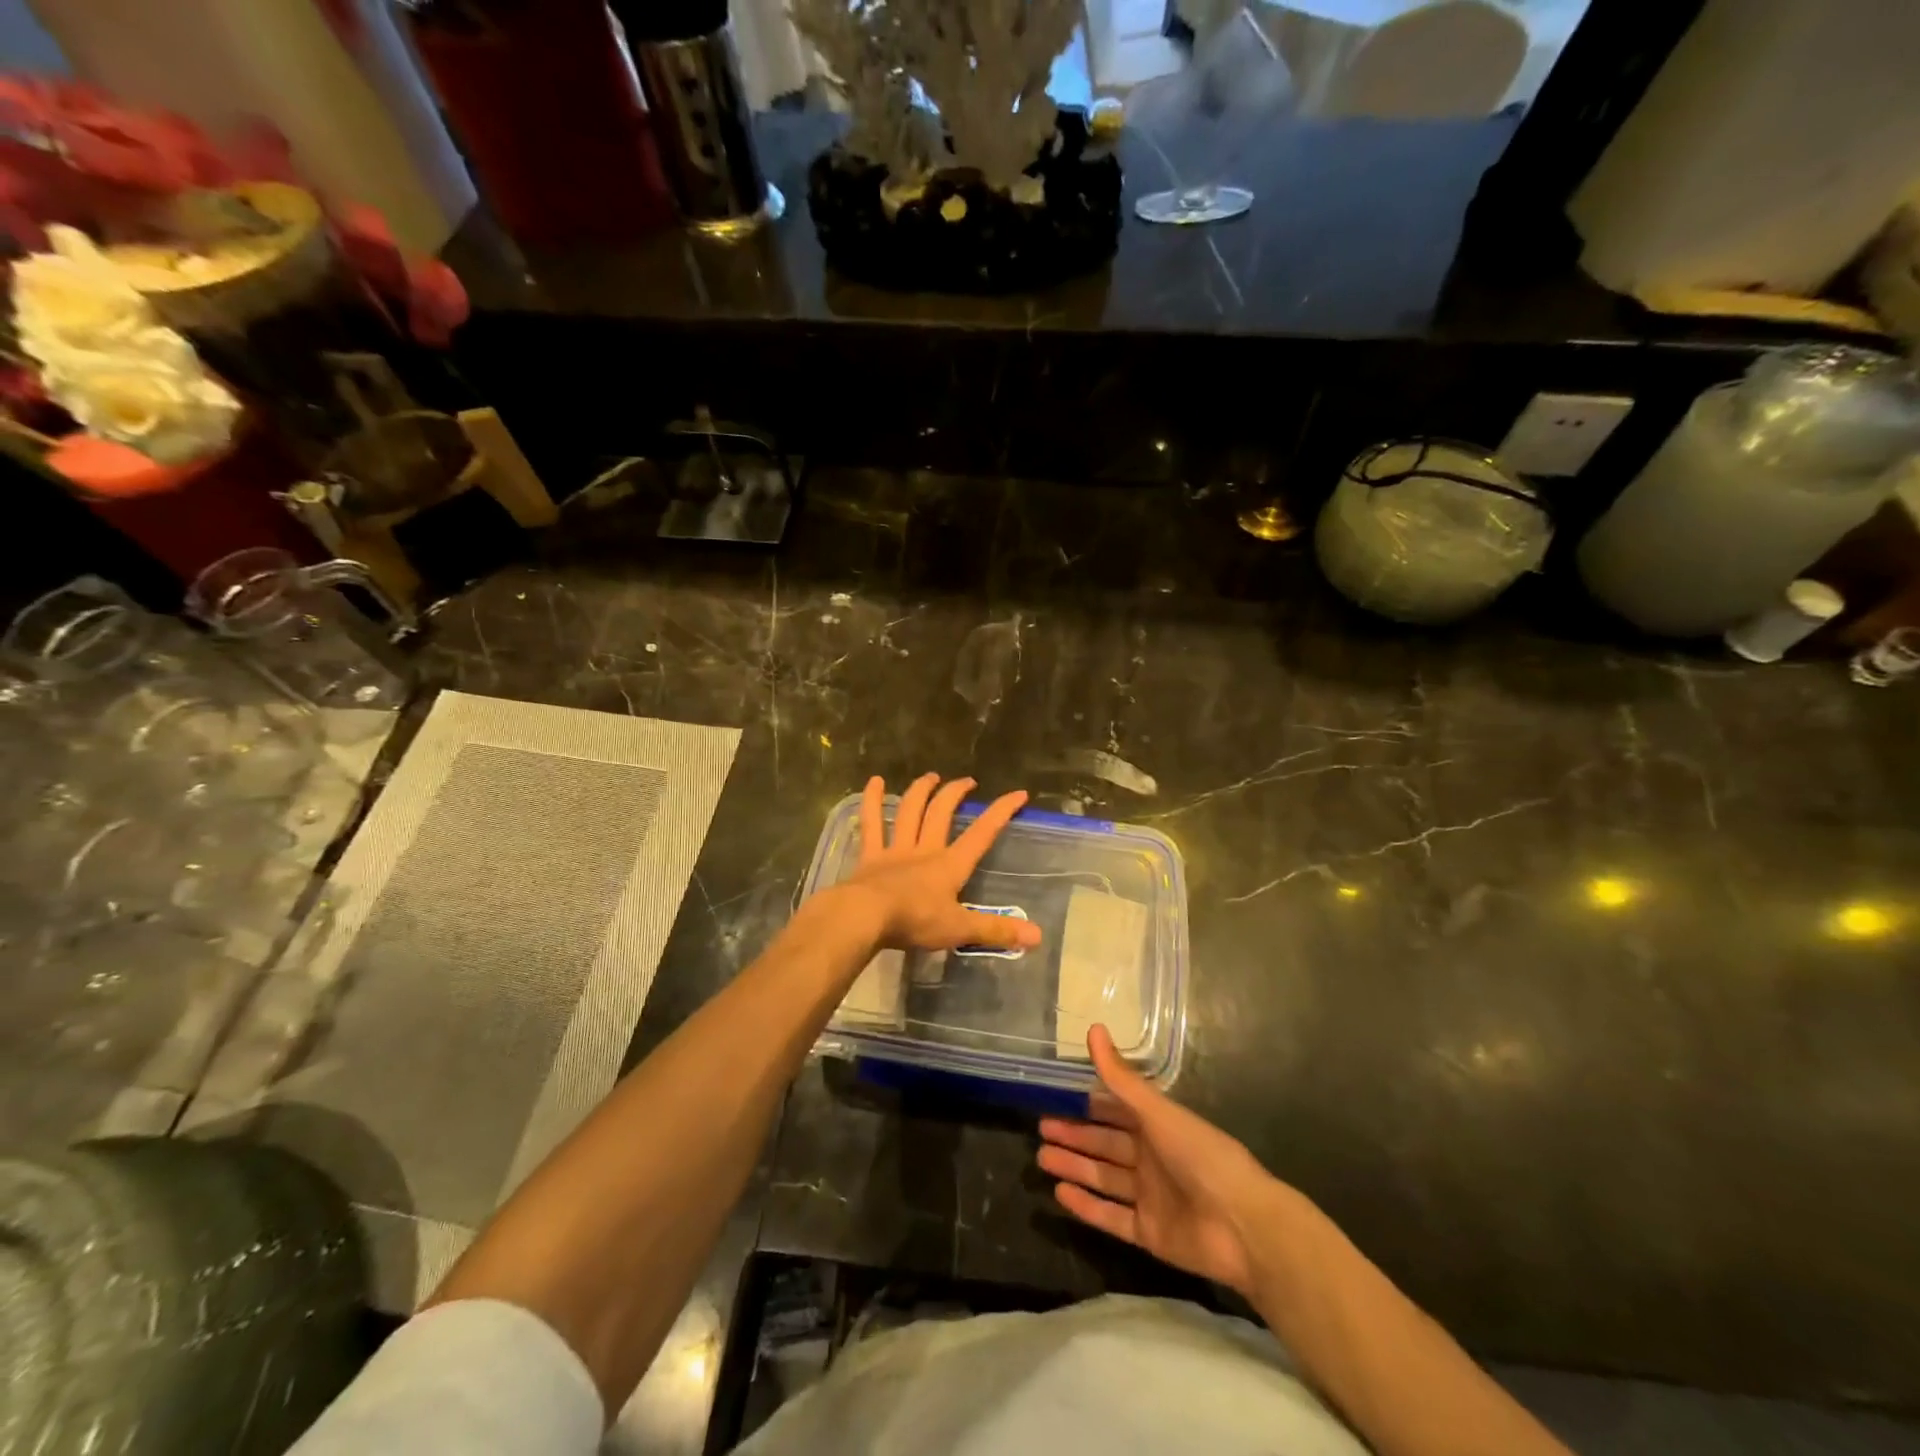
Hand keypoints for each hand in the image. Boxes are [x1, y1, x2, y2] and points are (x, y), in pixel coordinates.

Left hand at [840, 773, 1041, 955]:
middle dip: (956, 794)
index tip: (1018, 793)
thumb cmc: (915, 921)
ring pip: (910, 811)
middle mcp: (925, 850)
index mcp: (949, 866)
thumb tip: (1038, 936)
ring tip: (930, 776)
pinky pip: (871, 823)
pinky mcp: (870, 856)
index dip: (1001, 812)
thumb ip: (996, 929)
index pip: (982, 834)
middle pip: (942, 814)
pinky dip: (871, 800)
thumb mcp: (960, 929)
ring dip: (921, 791)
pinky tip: (873, 781)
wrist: (865, 917)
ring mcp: (895, 850)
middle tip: (967, 781)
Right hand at [1038, 1025, 1287, 1297]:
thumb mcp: (1159, 1113)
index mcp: (1159, 1127)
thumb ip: (1122, 1079)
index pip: (1117, 1111)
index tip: (1057, 1097)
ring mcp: (1150, 1197)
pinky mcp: (1150, 1234)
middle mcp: (1152, 1159)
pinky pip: (1112, 1217)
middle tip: (1041, 1129)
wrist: (1244, 1226)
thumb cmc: (1202, 1156)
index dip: (1089, 1105)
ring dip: (1075, 1167)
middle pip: (1106, 1144)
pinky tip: (1060, 1195)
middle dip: (1075, 1136)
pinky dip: (1087, 1206)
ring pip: (1104, 1178)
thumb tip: (1094, 1029)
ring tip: (1043, 1157)